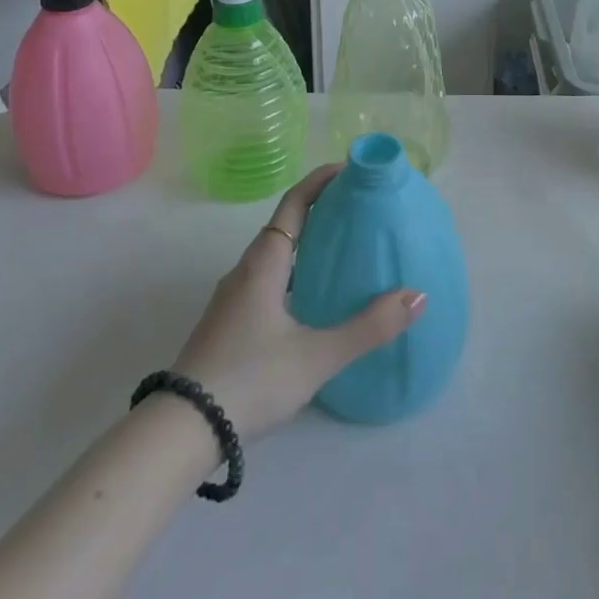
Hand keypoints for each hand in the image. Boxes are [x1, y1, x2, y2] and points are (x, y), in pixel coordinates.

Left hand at [172, 165, 425, 440]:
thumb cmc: (251, 380)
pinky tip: (313, 297)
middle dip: (321, 210)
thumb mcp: (317, 356)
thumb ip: (369, 328)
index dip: (321, 180)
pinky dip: (295, 270)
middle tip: (360, 209)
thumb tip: (417, 296)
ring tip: (344, 249)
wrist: (181, 430)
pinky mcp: (228, 322)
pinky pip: (268, 278)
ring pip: (275, 254)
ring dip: (307, 242)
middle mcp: (246, 270)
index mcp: (264, 263)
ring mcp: (232, 297)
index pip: (294, 203)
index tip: (351, 169)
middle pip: (285, 224)